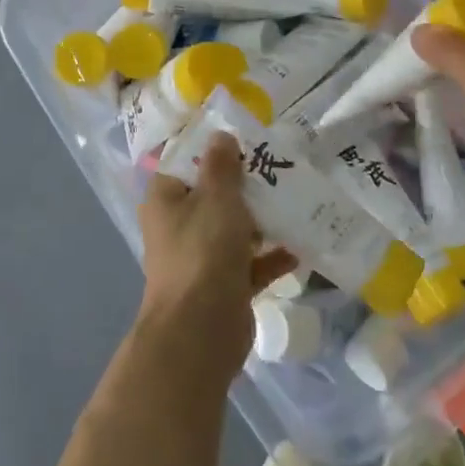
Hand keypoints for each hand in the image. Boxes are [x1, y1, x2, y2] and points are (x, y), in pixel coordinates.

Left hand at [137, 132, 295, 379]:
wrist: (201, 330)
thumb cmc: (204, 250)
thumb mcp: (216, 197)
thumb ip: (221, 165)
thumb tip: (220, 135)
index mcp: (165, 199)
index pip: (187, 163)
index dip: (215, 150)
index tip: (248, 141)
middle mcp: (178, 225)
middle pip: (214, 195)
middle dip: (246, 185)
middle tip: (280, 168)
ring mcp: (200, 257)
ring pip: (234, 229)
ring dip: (262, 221)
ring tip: (296, 202)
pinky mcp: (223, 285)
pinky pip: (250, 264)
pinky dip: (271, 257)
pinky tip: (299, 249)